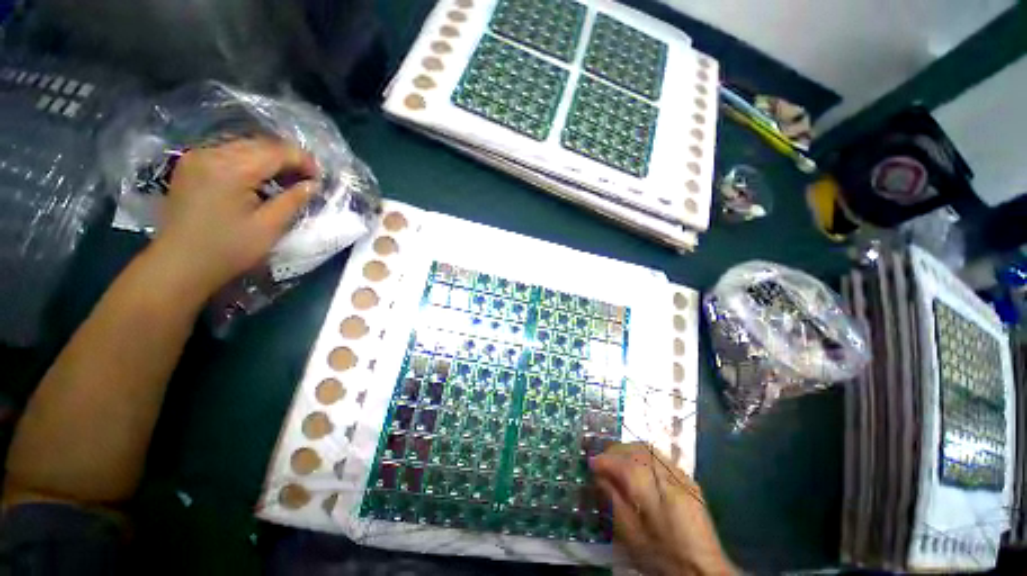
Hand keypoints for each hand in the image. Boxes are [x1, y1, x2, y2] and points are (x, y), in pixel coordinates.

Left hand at [148, 138, 317, 299]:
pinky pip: (229, 153)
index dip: (304, 161)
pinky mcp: (191, 165)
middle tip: (307, 181)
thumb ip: (294, 200)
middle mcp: (212, 153)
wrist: (179, 264)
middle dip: (289, 159)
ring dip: (270, 160)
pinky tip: (260, 180)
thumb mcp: (269, 227)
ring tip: (287, 181)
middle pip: (261, 144)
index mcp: (231, 168)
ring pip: (245, 146)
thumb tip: (313, 184)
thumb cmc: (228, 249)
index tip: (320, 180)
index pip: (277, 151)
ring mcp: (197, 156)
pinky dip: (250, 162)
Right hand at [590, 443, 734, 575]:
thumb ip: (612, 499)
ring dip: (629, 450)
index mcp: (649, 490)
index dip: (603, 460)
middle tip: (602, 460)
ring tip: (617, 460)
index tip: (590, 463)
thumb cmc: (660, 553)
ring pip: (648, 448)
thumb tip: (599, 476)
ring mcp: (679, 474)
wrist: (702, 568)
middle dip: (614, 451)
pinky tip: (639, 465)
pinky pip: (661, 456)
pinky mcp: (688, 479)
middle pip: (635, 449)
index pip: (620, 463)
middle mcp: (665, 475)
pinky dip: (644, 454)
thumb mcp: (629, 533)